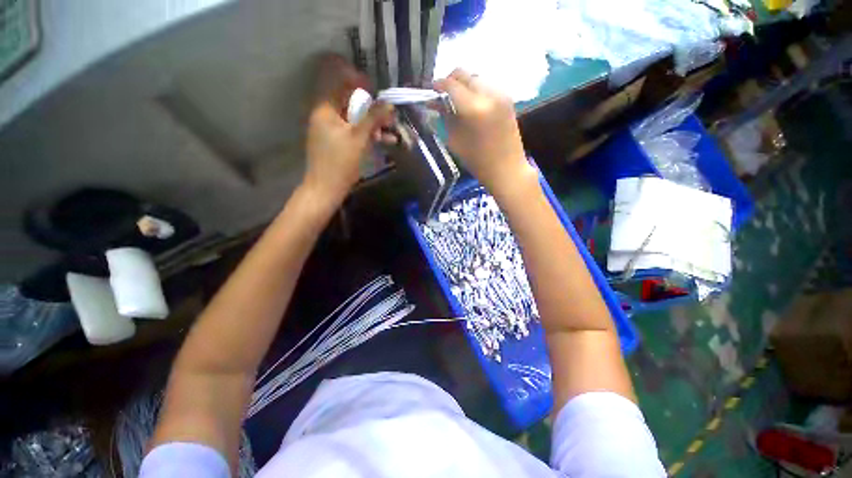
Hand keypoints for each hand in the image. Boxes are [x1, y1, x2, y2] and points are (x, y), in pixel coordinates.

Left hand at [302, 54, 392, 205]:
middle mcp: (326, 116)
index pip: (339, 83)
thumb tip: (388, 103)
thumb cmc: (340, 163)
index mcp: (325, 109)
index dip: (358, 81)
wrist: (326, 189)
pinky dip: (367, 134)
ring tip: (391, 131)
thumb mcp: (358, 138)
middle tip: (390, 116)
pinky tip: (384, 141)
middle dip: (372, 108)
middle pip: (350, 103)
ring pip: (355, 119)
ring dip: (373, 123)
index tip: (376, 90)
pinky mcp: (337, 143)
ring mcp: (332, 130)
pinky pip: (354, 132)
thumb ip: (372, 118)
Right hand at [434, 69, 534, 194]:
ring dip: (464, 85)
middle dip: (450, 82)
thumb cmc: (478, 161)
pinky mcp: (508, 98)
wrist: (507, 169)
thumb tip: (436, 102)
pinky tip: (472, 104)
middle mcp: (489, 94)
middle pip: (464, 74)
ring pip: (476, 77)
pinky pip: (487, 85)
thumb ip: (445, 117)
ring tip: (457, 101)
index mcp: (474, 108)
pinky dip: (476, 90)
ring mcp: (501, 93)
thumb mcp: (455, 141)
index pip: (450, 84)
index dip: (437, 85)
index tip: (430, 92)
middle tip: (442, 96)